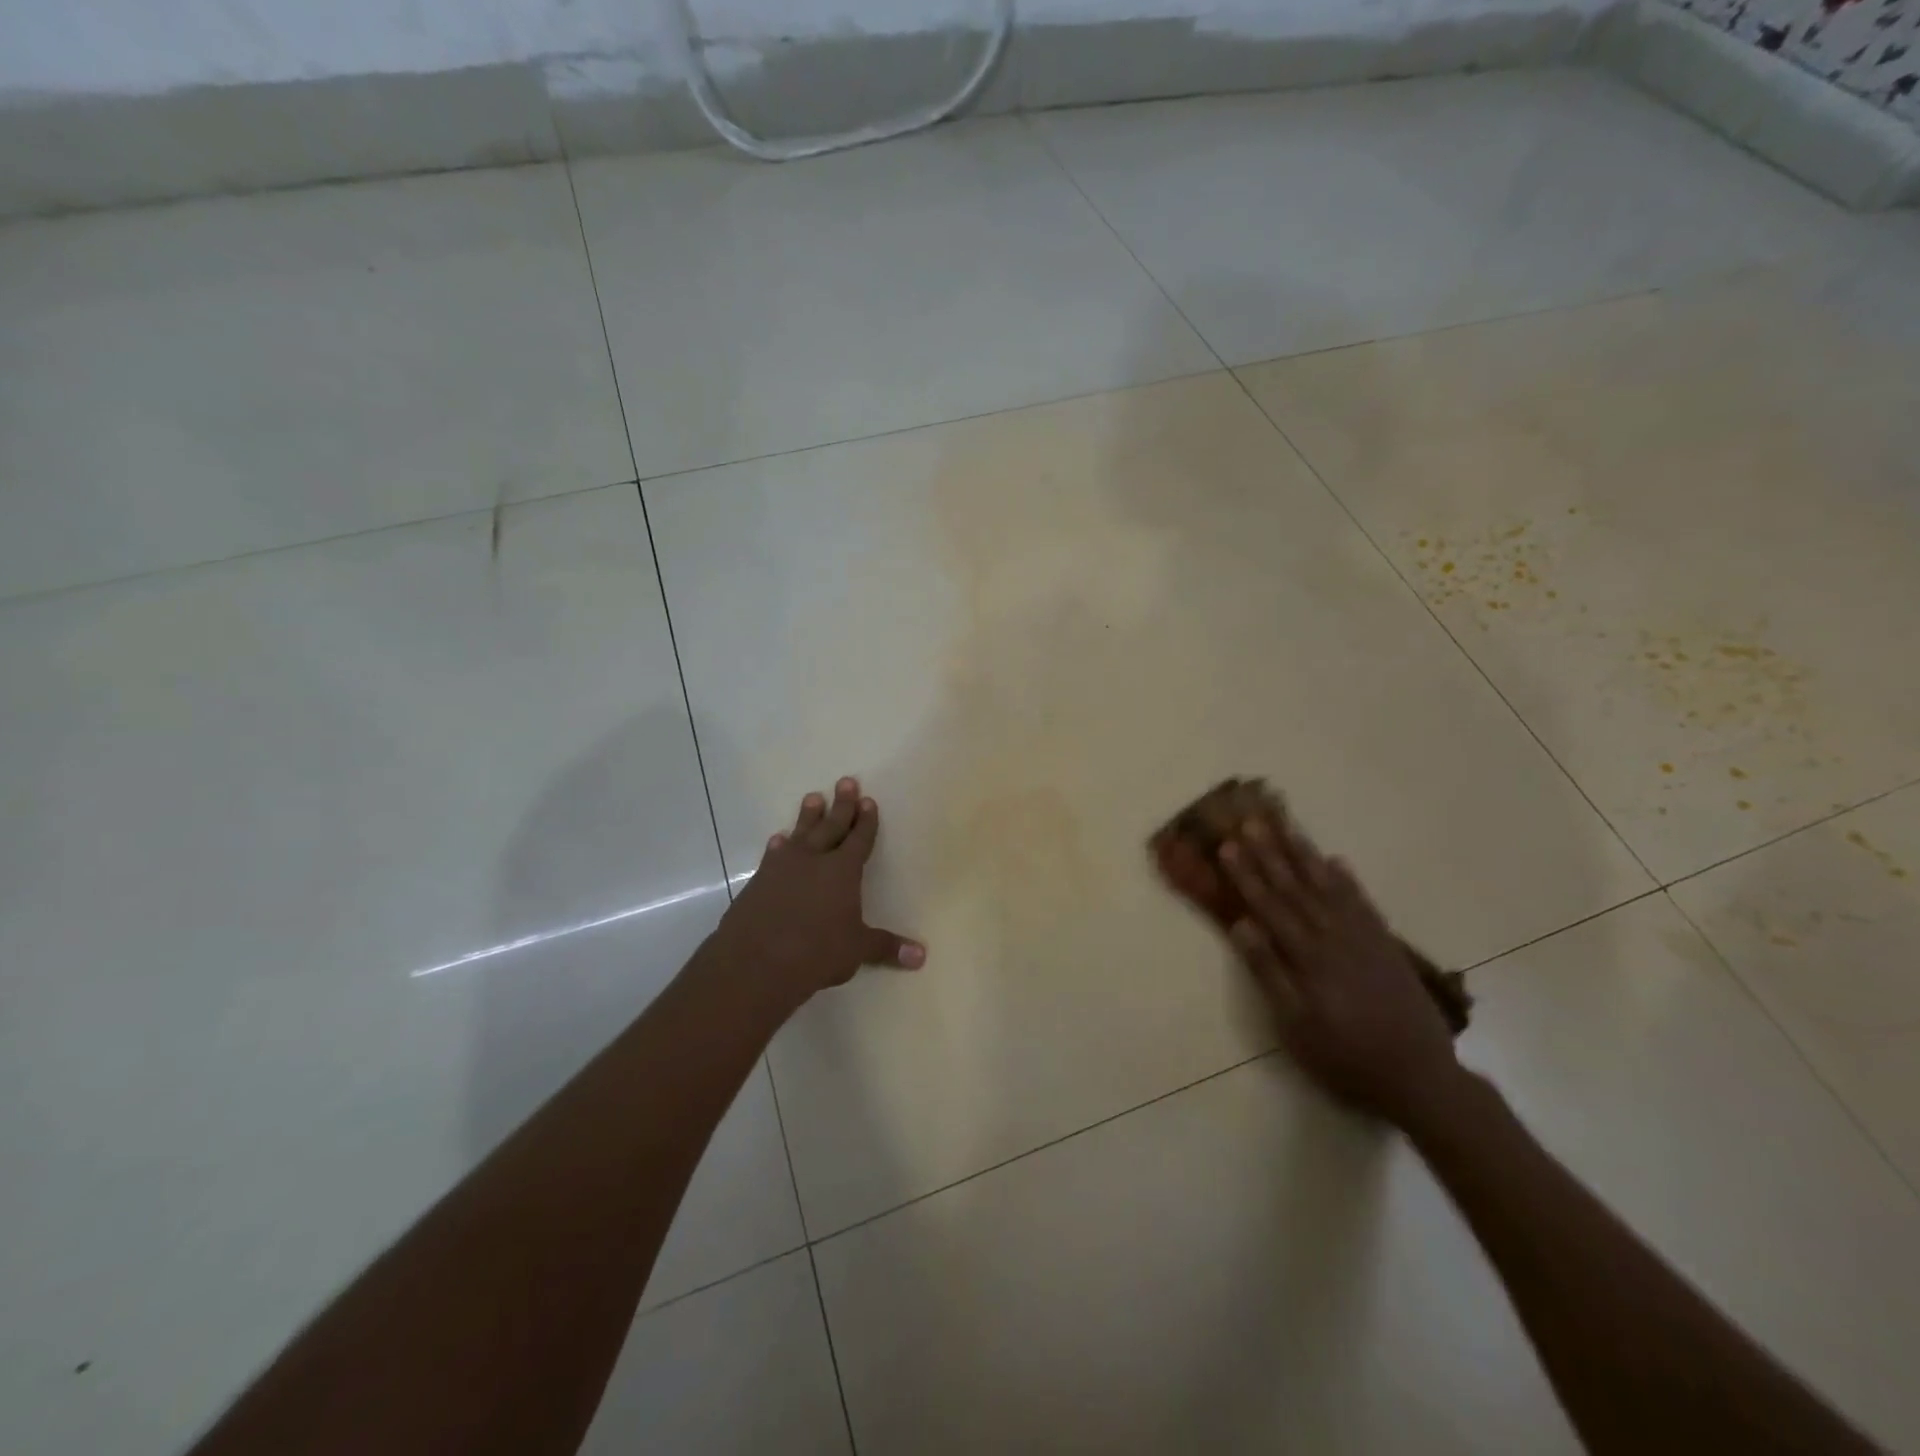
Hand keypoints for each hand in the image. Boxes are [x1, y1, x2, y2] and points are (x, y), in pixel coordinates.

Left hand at [714, 777, 924, 1008]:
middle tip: (846, 782)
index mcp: (842, 871)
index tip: (868, 800)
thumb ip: (886, 947)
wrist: (754, 962)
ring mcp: (783, 868)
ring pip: (800, 834)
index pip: (859, 839)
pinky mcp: (759, 881)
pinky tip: (778, 839)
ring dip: (808, 816)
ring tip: (813, 797)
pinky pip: (773, 854)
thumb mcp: (856, 951)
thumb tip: (921, 956)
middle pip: (831, 826)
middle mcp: (814, 860)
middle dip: (841, 805)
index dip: (866, 821)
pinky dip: (779, 845)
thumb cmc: (815, 952)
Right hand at [1220, 816, 1460, 1126]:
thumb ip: (1268, 972)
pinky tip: (1336, 862)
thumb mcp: (1295, 1025)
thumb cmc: (1344, 1055)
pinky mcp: (1386, 944)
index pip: (1268, 905)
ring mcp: (1363, 937)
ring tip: (1287, 827)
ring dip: (1304, 855)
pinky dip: (1347, 879)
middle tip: (1251, 820)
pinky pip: (1363, 901)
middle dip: (1270, 853)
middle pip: (1295, 887)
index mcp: (1307, 955)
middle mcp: (1333, 935)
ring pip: (1327, 886)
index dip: (1246, 874)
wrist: (1419, 1076)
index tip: (1228, 846)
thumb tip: (1241, 924)